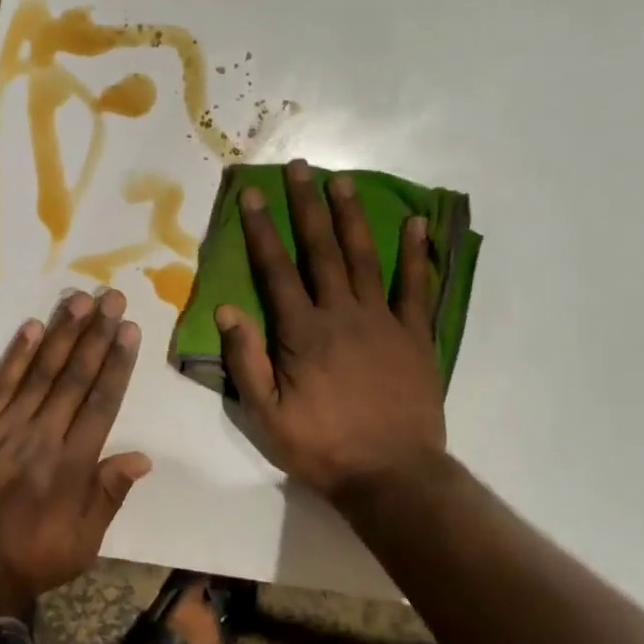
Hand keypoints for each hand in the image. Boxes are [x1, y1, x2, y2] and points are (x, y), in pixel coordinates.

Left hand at [0, 290, 150, 612]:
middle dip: (96, 335)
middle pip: (75, 377)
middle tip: (112, 298)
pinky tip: (32, 326)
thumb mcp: (80, 547)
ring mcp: (7, 427)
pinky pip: (0, 383)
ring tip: (80, 300)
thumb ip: (108, 497)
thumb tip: (143, 458)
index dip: (116, 363)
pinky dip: (16, 354)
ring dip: (62, 334)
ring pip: (41, 372)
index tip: (128, 330)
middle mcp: (44, 436)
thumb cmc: (23, 559)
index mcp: (73, 465)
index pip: (101, 403)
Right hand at [216, 159, 446, 499]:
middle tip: (299, 167)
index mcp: (303, 332)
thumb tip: (225, 310)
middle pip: (321, 250)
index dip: (261, 229)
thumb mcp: (266, 414)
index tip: (251, 194)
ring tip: (342, 181)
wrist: (391, 476)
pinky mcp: (415, 336)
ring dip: (351, 216)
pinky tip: (417, 224)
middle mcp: (342, 314)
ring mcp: (383, 321)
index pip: (276, 269)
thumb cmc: (321, 446)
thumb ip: (245, 360)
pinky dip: (417, 255)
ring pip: (364, 257)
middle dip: (306, 205)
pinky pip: (417, 288)